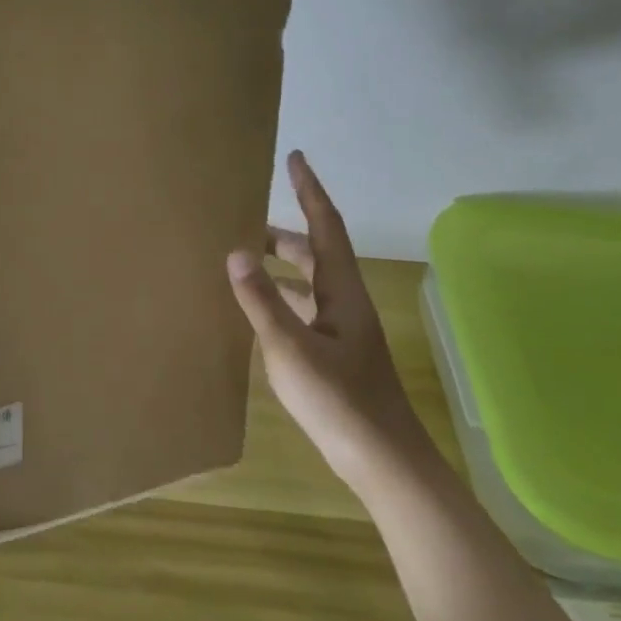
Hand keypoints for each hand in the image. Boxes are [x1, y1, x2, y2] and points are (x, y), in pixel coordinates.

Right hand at [227, 151, 418, 472]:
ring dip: (281, 266)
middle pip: (315, 251)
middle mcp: (345, 302)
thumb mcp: (291, 348)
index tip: (295, 157)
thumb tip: (236, 251)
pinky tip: (258, 312)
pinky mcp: (335, 354)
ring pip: (309, 283)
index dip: (309, 190)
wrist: (384, 462)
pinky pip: (304, 310)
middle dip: (284, 231)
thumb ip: (262, 301)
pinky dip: (281, 299)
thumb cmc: (340, 401)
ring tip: (243, 260)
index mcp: (341, 290)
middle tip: (245, 220)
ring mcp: (342, 330)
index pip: (325, 225)